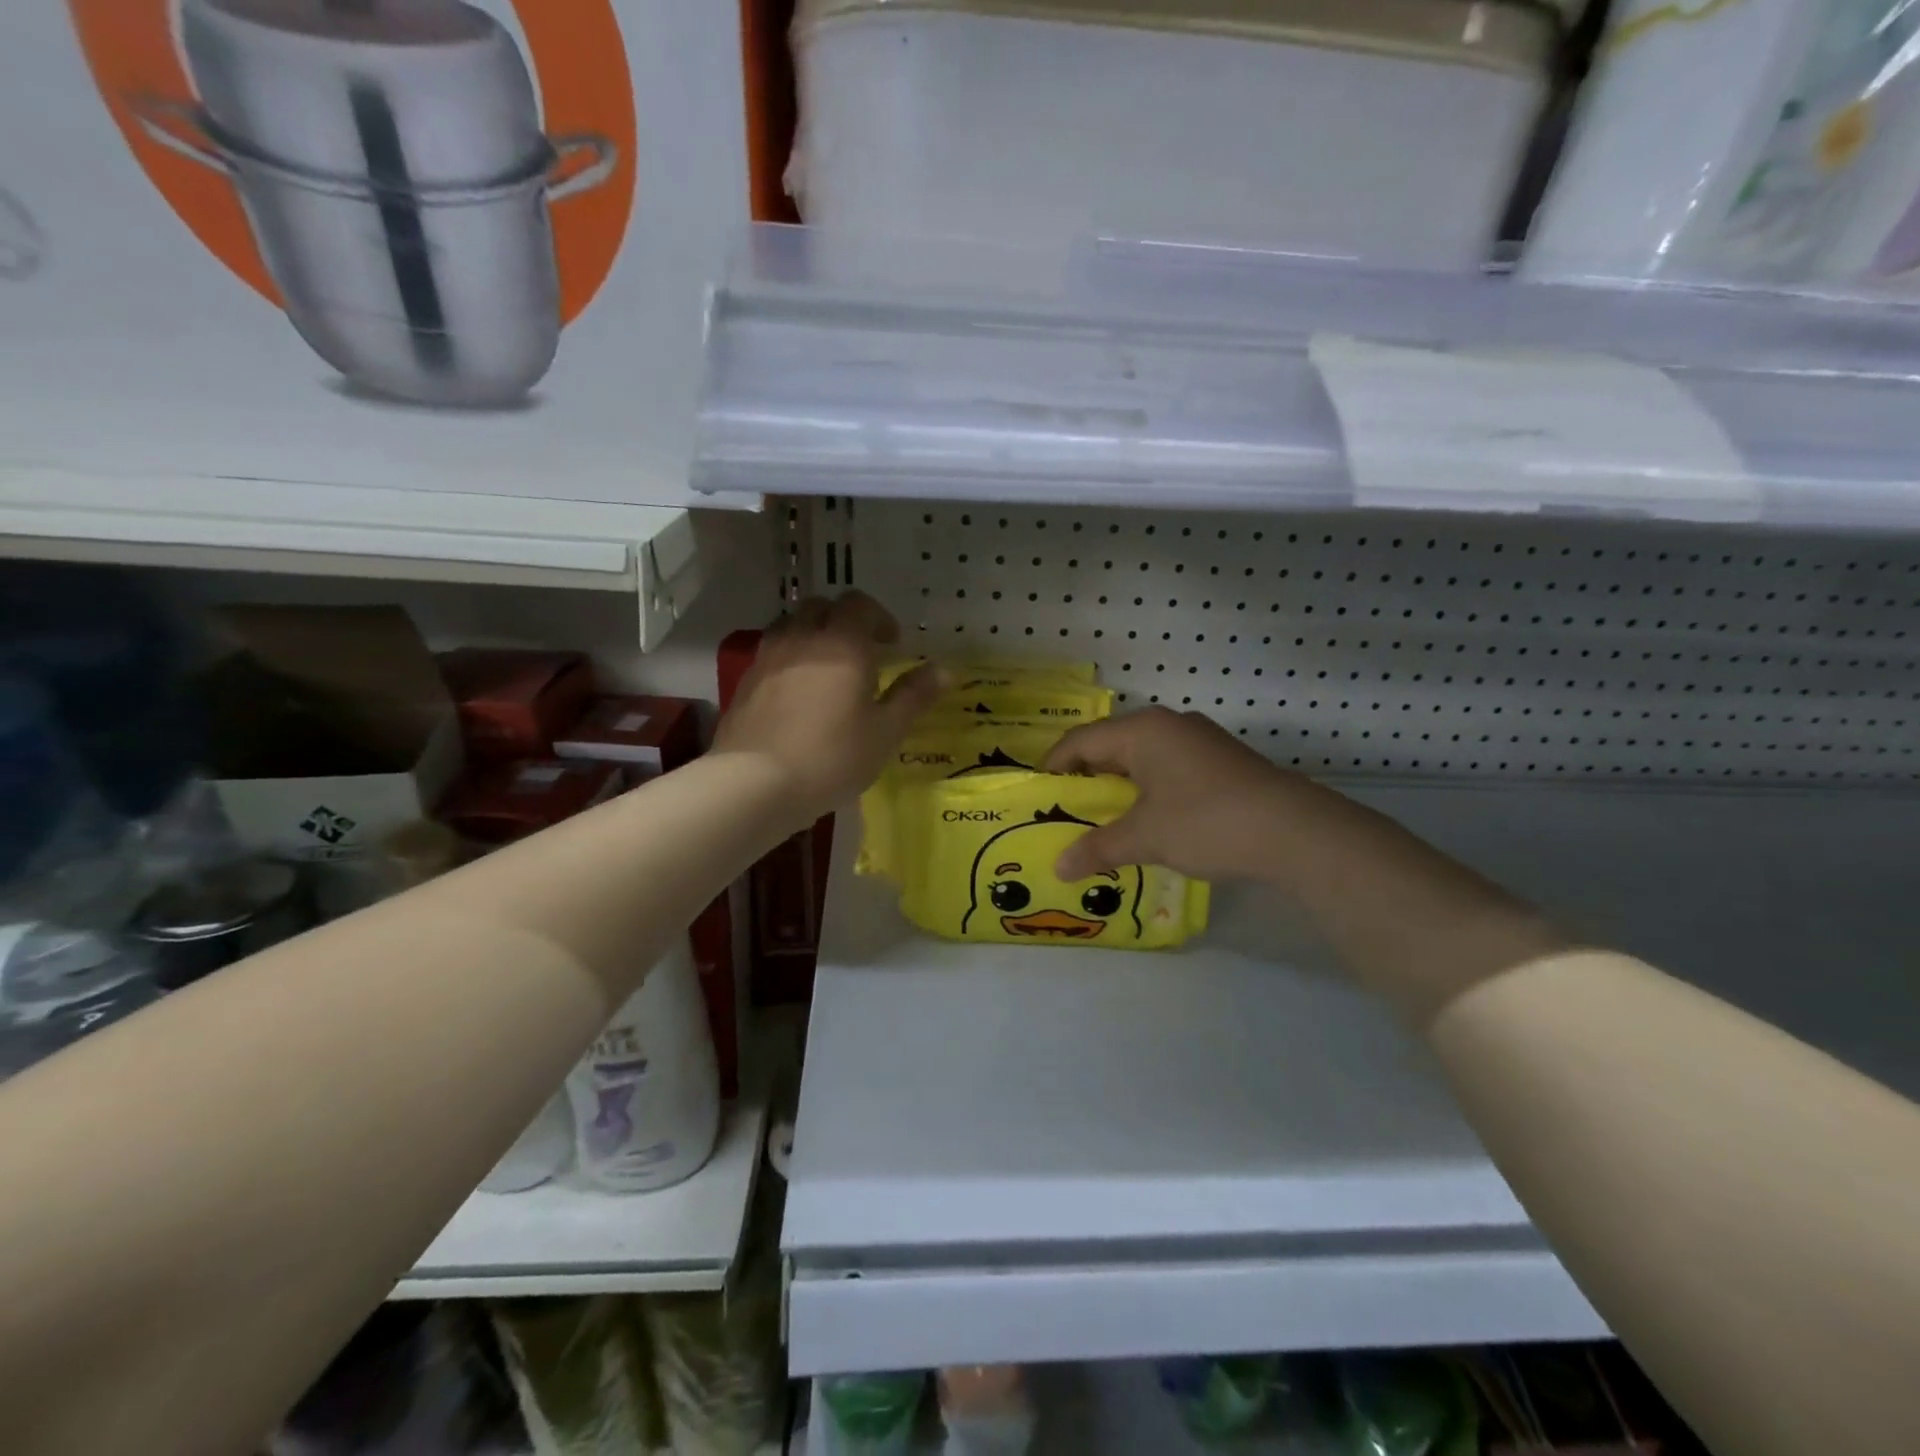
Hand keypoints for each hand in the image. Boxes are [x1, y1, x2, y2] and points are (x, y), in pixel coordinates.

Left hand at [712, 592, 944, 825]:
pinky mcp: (744, 682)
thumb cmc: (832, 757)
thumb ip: (913, 696)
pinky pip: (771, 654)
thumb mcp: (885, 732)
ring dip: (811, 635)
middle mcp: (802, 639)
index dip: (879, 618)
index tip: (892, 644)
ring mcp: (767, 658)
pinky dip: (789, 660)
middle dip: (843, 620)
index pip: (860, 605)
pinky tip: (796, 694)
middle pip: (820, 607)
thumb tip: (943, 670)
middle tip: (860, 651)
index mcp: (842, 644)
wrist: (755, 783)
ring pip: (790, 626)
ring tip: (825, 669)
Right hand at [1045, 707, 1300, 881]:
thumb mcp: (1145, 837)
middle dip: (1088, 777)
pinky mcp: (1223, 760)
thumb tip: (1060, 867)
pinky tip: (1152, 818)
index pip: (1081, 740)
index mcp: (1143, 731)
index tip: (1040, 794)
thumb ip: (1099, 848)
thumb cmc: (1205, 822)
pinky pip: (1170, 766)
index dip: (1055, 766)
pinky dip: (1150, 788)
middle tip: (1070, 809)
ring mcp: (1200, 739)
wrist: (1293, 831)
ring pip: (1144, 756)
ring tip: (1107, 817)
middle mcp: (1170, 725)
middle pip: (1112, 745)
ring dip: (1121, 784)